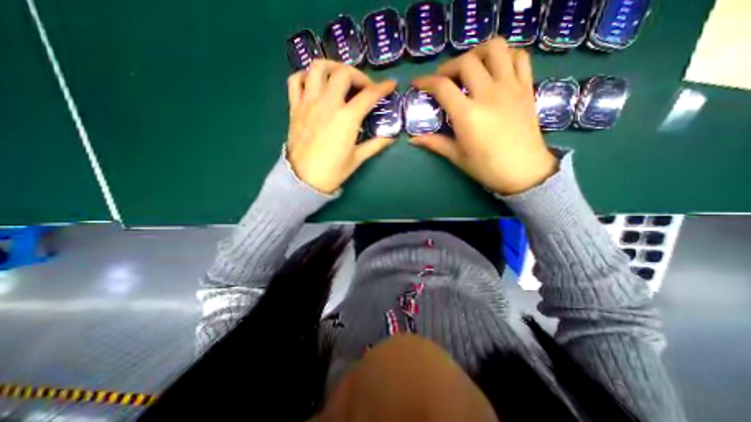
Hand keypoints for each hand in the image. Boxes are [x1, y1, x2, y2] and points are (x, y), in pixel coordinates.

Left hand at [286, 60, 397, 193]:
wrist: (304, 180)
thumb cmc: (333, 171)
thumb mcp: (358, 158)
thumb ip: (376, 144)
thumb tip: (391, 137)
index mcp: (346, 118)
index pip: (369, 95)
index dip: (383, 87)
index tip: (391, 85)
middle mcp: (328, 104)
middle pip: (344, 73)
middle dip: (359, 75)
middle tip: (364, 87)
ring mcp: (308, 103)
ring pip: (318, 68)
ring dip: (333, 67)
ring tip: (340, 78)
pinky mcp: (295, 107)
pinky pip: (295, 80)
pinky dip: (306, 76)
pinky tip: (315, 84)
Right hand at [411, 37, 556, 194]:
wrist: (524, 171)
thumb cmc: (487, 167)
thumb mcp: (457, 156)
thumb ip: (435, 143)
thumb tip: (413, 139)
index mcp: (468, 115)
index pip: (442, 87)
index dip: (426, 81)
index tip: (417, 83)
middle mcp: (488, 94)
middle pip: (466, 62)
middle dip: (448, 66)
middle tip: (443, 79)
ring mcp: (510, 87)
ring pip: (495, 49)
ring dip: (477, 52)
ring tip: (470, 67)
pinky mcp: (526, 87)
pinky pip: (518, 57)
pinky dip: (504, 56)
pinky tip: (495, 69)